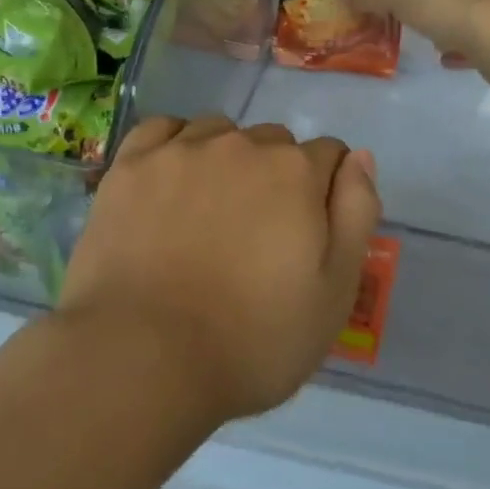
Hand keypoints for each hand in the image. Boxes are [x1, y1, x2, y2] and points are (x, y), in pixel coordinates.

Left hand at [59, 116, 381, 423]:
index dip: (325, 192)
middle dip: (276, 175)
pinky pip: (163, 129)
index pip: (329, 155)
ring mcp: (181, 150)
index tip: (307, 233)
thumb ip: (356, 214)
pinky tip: (170, 179)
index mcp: (296, 172)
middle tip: (255, 234)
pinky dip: (174, 145)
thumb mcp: (335, 292)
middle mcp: (242, 145)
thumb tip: (359, 157)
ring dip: (226, 158)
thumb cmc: (253, 339)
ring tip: (208, 211)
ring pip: (219, 131)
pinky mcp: (130, 165)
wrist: (143, 359)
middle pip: (274, 142)